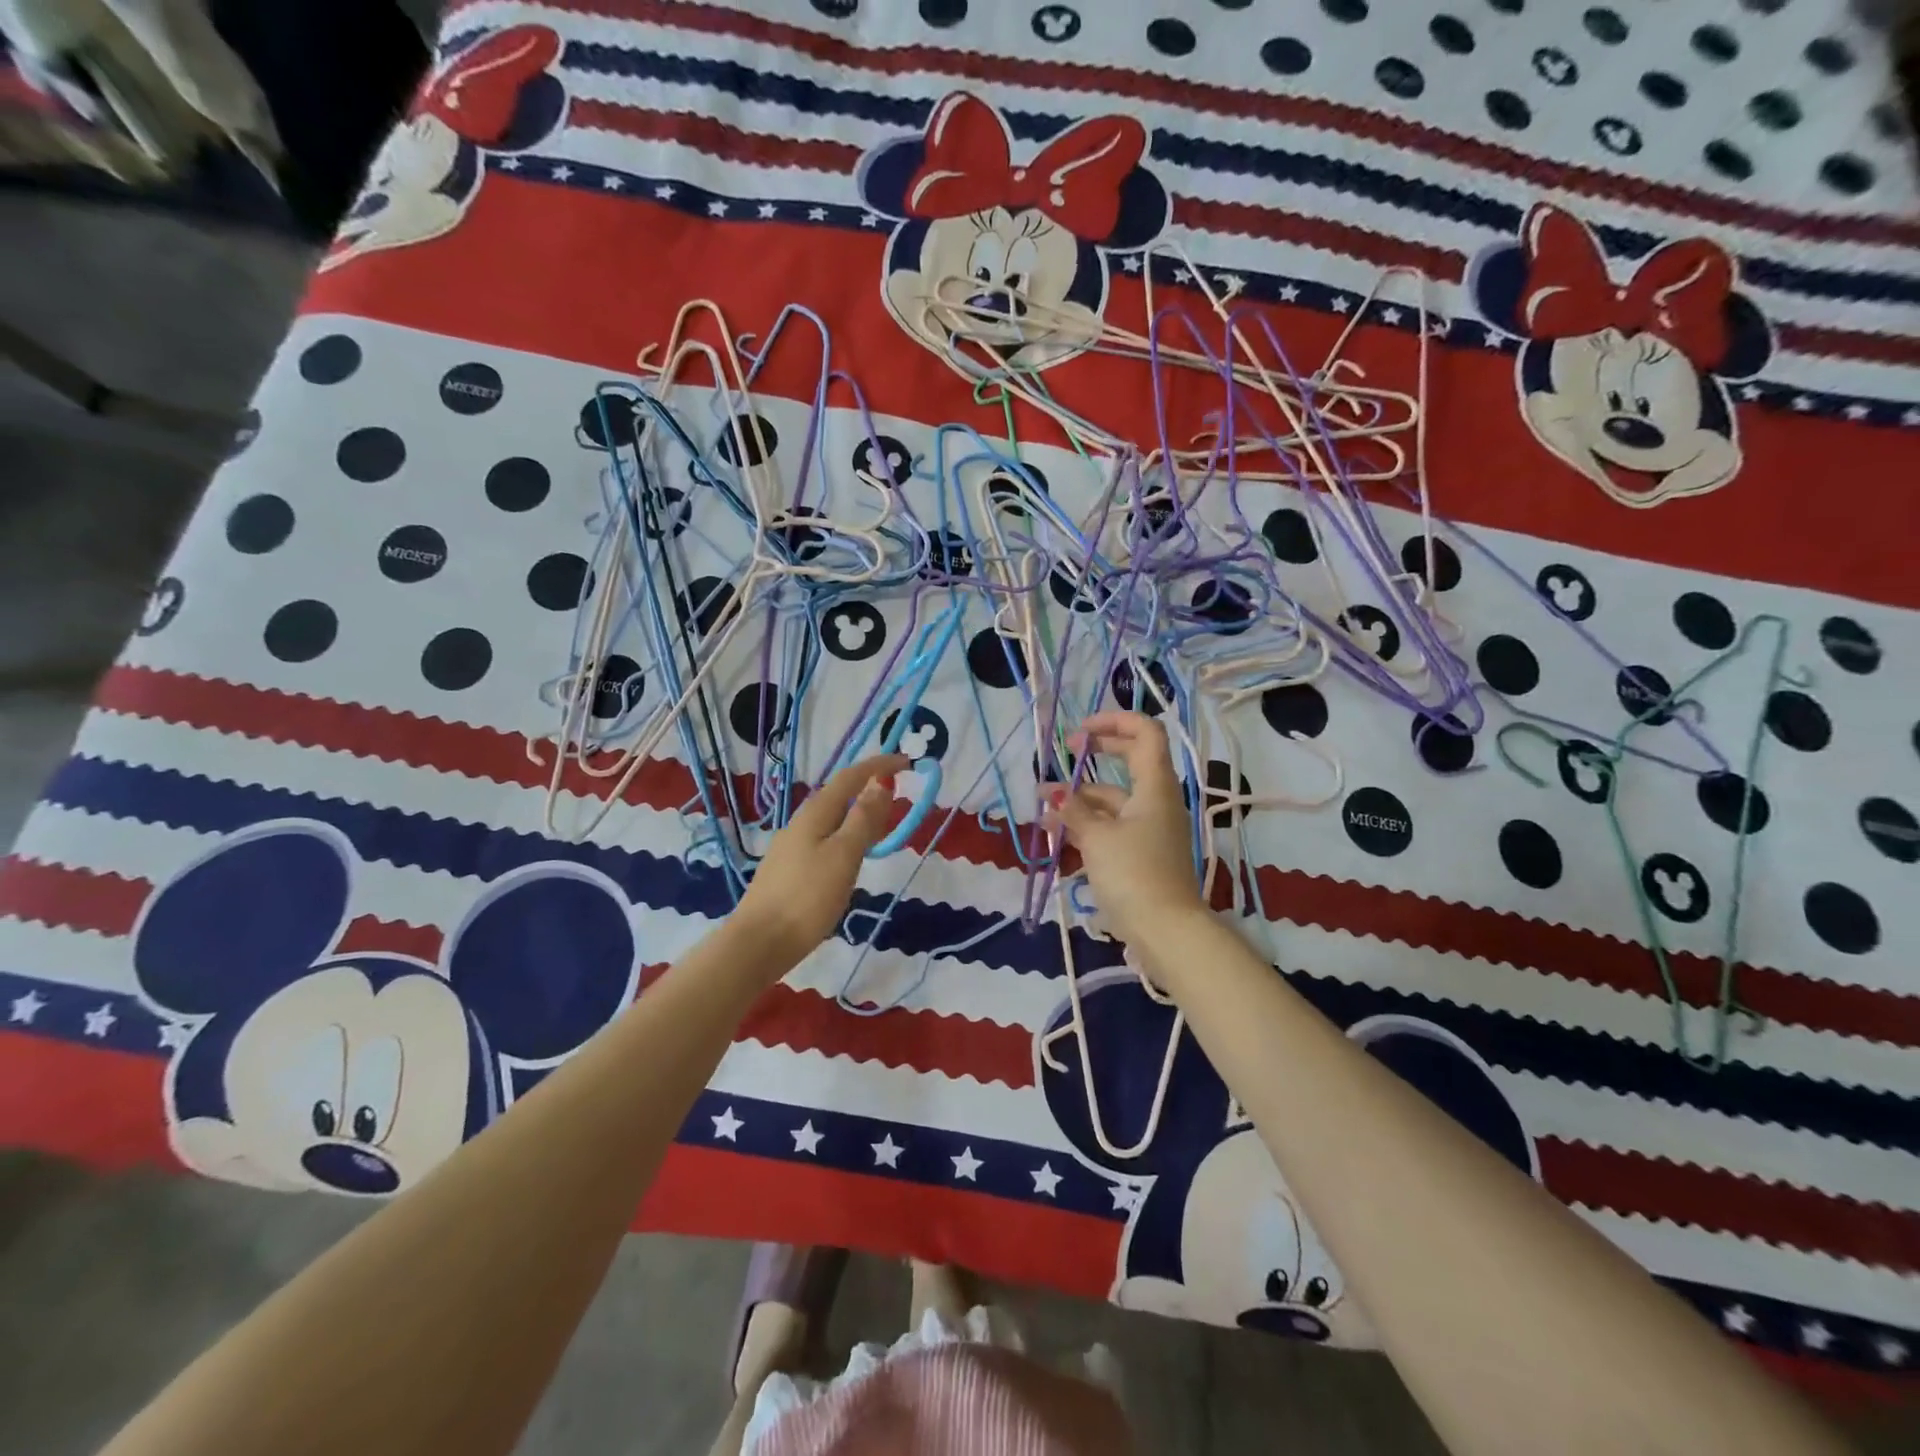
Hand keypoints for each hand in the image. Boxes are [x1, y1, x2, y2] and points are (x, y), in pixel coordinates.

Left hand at [736, 754, 907, 966]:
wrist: (759, 943)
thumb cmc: (807, 897)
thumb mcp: (843, 855)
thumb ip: (863, 819)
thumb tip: (880, 782)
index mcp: (815, 814)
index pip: (850, 777)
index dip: (878, 766)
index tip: (907, 762)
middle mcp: (801, 823)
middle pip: (839, 795)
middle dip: (869, 788)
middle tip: (900, 793)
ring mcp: (793, 847)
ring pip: (833, 819)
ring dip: (859, 813)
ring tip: (883, 824)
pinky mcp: (791, 870)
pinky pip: (826, 839)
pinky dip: (848, 835)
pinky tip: (853, 856)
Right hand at [1046, 711, 1206, 951]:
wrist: (1166, 931)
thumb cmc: (1134, 874)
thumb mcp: (1097, 837)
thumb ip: (1073, 811)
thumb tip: (1053, 793)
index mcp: (1155, 786)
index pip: (1146, 733)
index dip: (1114, 721)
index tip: (1080, 732)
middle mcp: (1156, 801)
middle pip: (1130, 761)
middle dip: (1096, 753)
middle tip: (1065, 752)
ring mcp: (1150, 828)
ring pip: (1114, 799)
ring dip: (1080, 798)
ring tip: (1041, 807)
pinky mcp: (1141, 853)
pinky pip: (1112, 827)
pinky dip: (1086, 825)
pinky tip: (1056, 834)